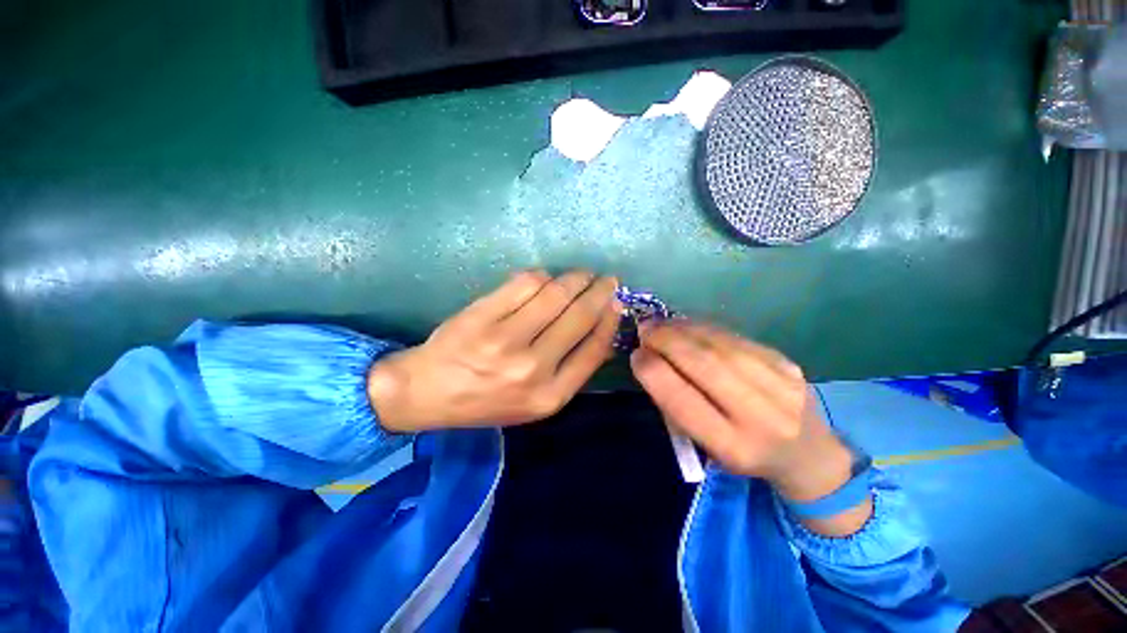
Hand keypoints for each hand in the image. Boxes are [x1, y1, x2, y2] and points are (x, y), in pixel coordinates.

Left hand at [367, 270, 620, 432]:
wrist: (427, 393)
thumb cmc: (486, 400)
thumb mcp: (535, 402)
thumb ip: (570, 371)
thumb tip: (602, 332)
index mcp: (549, 396)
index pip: (594, 349)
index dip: (609, 320)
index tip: (616, 303)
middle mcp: (532, 369)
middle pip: (579, 316)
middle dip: (599, 291)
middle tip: (607, 279)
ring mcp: (505, 340)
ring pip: (555, 293)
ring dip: (574, 278)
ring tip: (581, 275)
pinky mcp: (483, 315)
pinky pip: (526, 283)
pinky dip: (543, 276)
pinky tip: (546, 279)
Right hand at [630, 321, 869, 532]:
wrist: (807, 453)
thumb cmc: (743, 453)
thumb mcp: (706, 445)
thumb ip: (677, 405)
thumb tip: (652, 359)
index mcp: (733, 447)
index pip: (683, 401)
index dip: (653, 372)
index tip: (636, 355)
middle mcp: (761, 417)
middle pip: (704, 365)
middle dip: (666, 341)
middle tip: (644, 329)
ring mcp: (780, 385)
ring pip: (719, 345)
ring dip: (682, 329)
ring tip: (661, 324)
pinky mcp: (787, 363)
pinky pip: (735, 338)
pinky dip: (703, 328)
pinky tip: (687, 325)